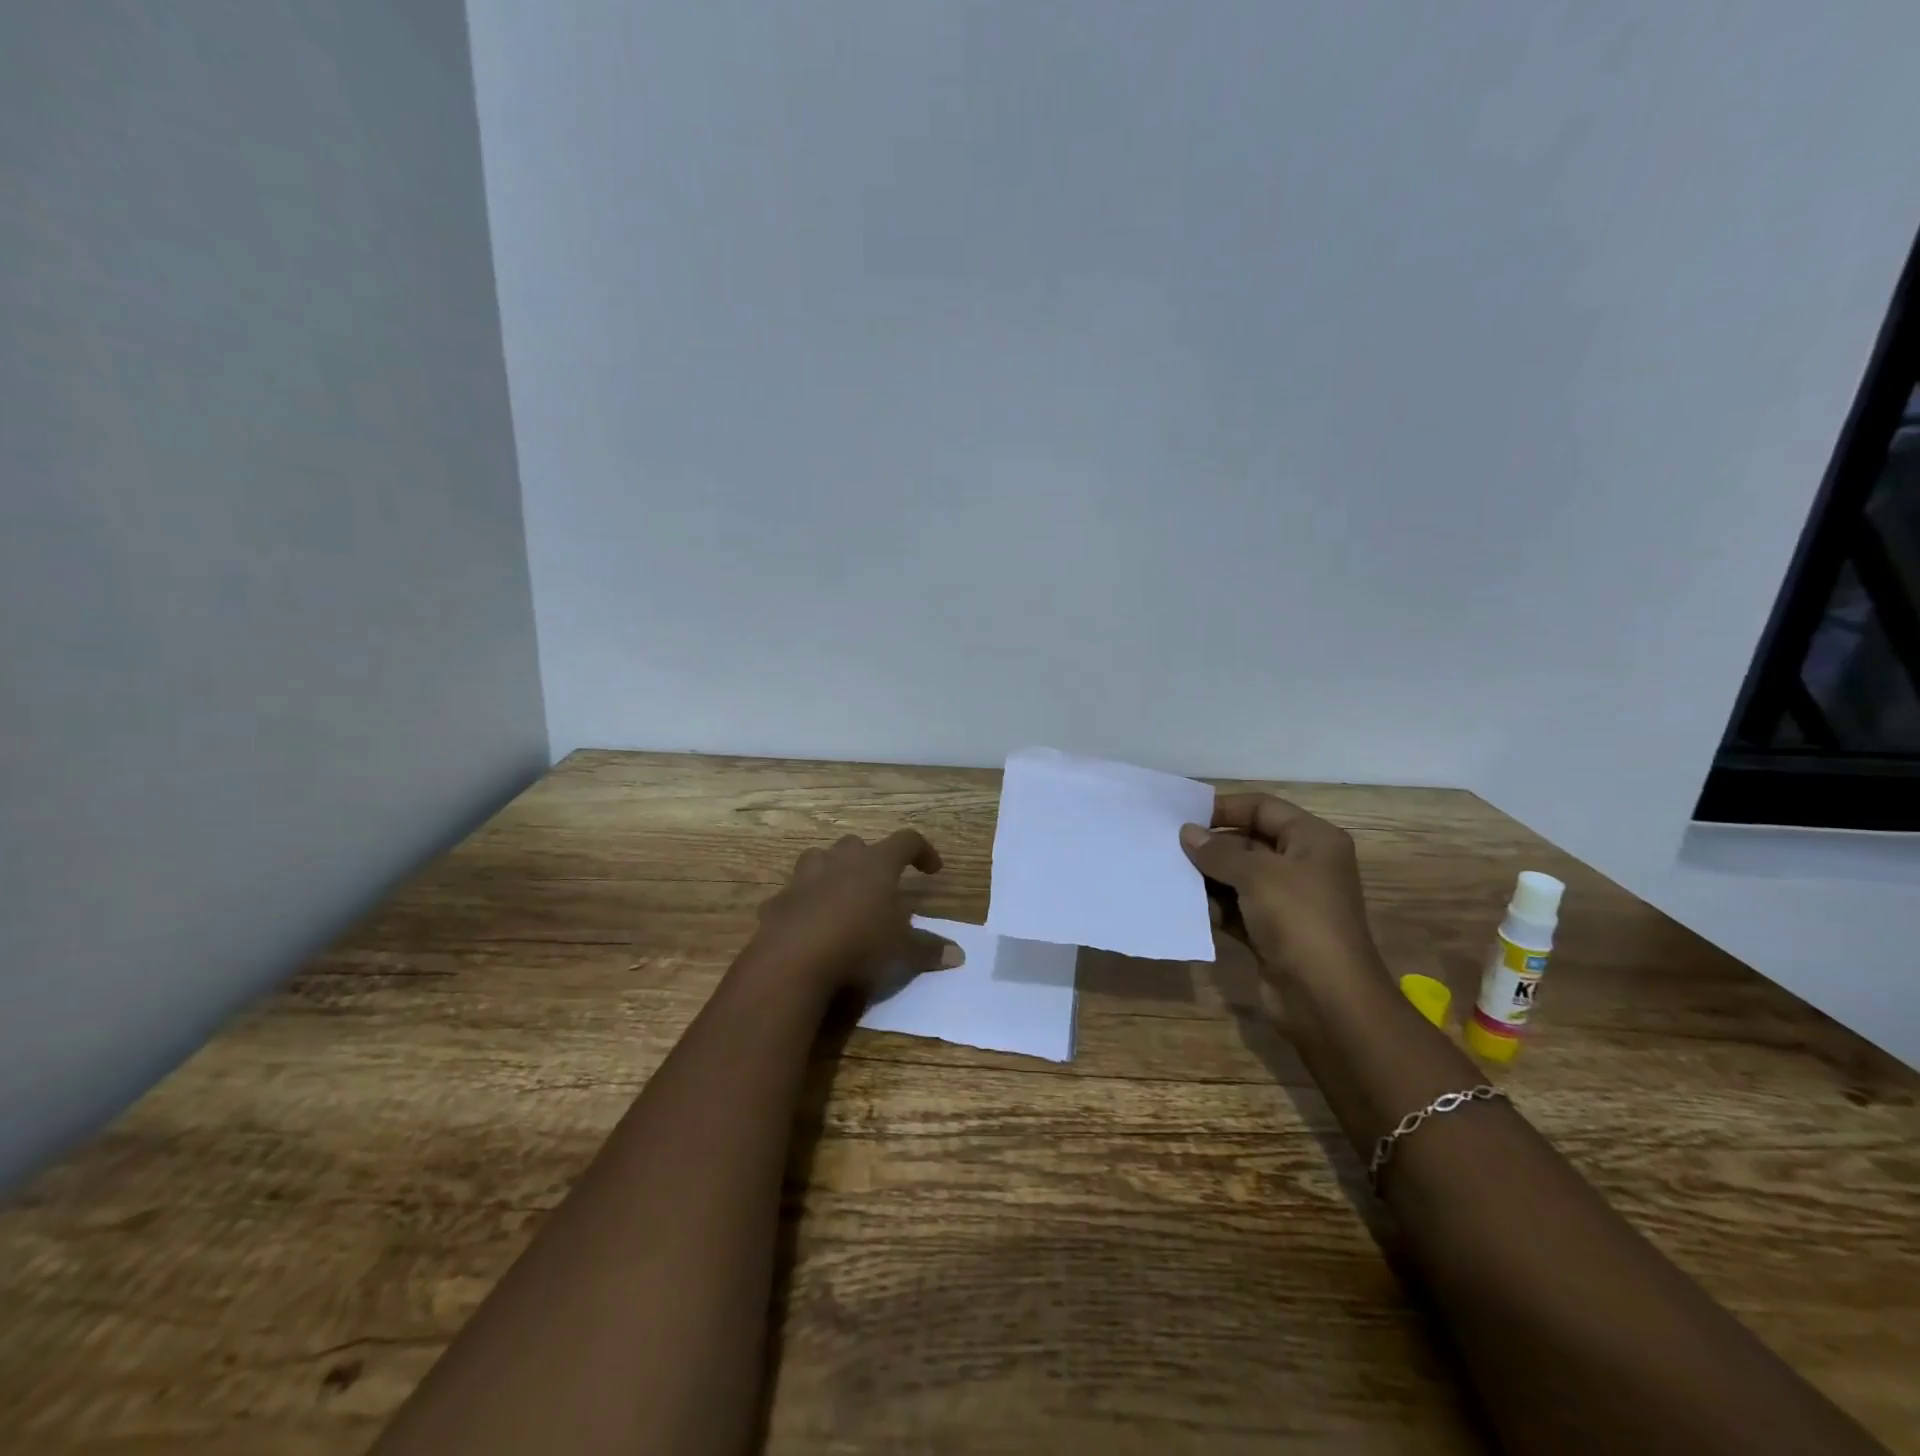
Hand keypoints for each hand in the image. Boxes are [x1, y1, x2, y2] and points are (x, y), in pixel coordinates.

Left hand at [750, 830, 957, 995]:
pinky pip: (794, 894)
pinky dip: (803, 903)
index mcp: (876, 864)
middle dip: (870, 859)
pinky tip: (809, 925)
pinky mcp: (779, 900)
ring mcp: (805, 878)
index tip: (933, 869)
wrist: (792, 959)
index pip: (906, 841)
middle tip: (879, 884)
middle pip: (857, 844)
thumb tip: (959, 954)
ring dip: (831, 871)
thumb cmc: (858, 943)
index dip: (923, 851)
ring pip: (819, 858)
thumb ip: (929, 949)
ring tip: (841, 895)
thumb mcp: (901, 950)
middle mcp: (840, 861)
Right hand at [1179, 794, 1386, 996]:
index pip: (1264, 808)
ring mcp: (1288, 901)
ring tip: (1170, 873)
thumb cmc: (1298, 920)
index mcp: (1313, 841)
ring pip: (1240, 877)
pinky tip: (1185, 905)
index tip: (1185, 816)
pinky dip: (1214, 906)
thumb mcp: (1257, 875)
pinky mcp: (1272, 932)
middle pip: (1250, 841)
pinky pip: (1237, 908)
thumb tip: (1187, 833)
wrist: (1326, 998)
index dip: (1226, 808)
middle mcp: (1303, 866)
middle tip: (1169, 845)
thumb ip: (1218, 851)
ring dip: (1208, 876)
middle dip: (1212, 844)